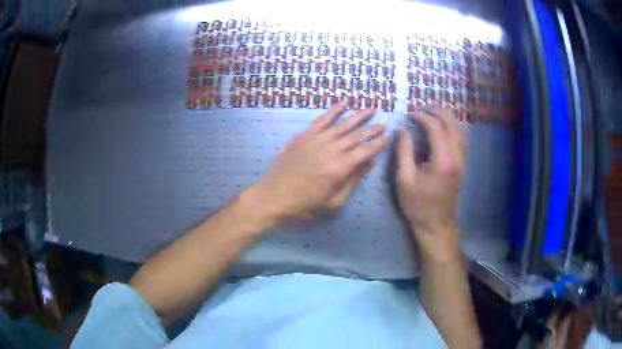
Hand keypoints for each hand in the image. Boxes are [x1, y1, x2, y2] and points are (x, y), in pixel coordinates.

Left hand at [245, 101, 387, 222]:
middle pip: (357, 135)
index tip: (388, 135)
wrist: (273, 196)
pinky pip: (322, 119)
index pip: (366, 150)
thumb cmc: (305, 204)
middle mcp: (332, 149)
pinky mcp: (304, 135)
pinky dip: (334, 110)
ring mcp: (317, 139)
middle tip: (384, 121)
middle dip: (373, 128)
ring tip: (372, 108)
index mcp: (341, 167)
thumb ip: (352, 181)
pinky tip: (344, 102)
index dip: (378, 142)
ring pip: (343, 123)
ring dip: (359, 115)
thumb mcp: (333, 202)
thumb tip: (369, 163)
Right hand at [395, 105, 465, 257]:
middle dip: (435, 110)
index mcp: (443, 159)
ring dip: (445, 117)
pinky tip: (440, 128)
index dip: (421, 116)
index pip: (436, 126)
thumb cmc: (418, 205)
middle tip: (419, 110)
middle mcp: (457, 155)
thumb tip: (403, 130)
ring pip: (459, 127)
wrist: (436, 225)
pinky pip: (461, 136)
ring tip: (428, 115)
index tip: (408, 115)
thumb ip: (404, 151)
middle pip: (451, 121)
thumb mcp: (404, 179)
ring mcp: (462, 159)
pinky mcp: (462, 163)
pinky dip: (451, 126)